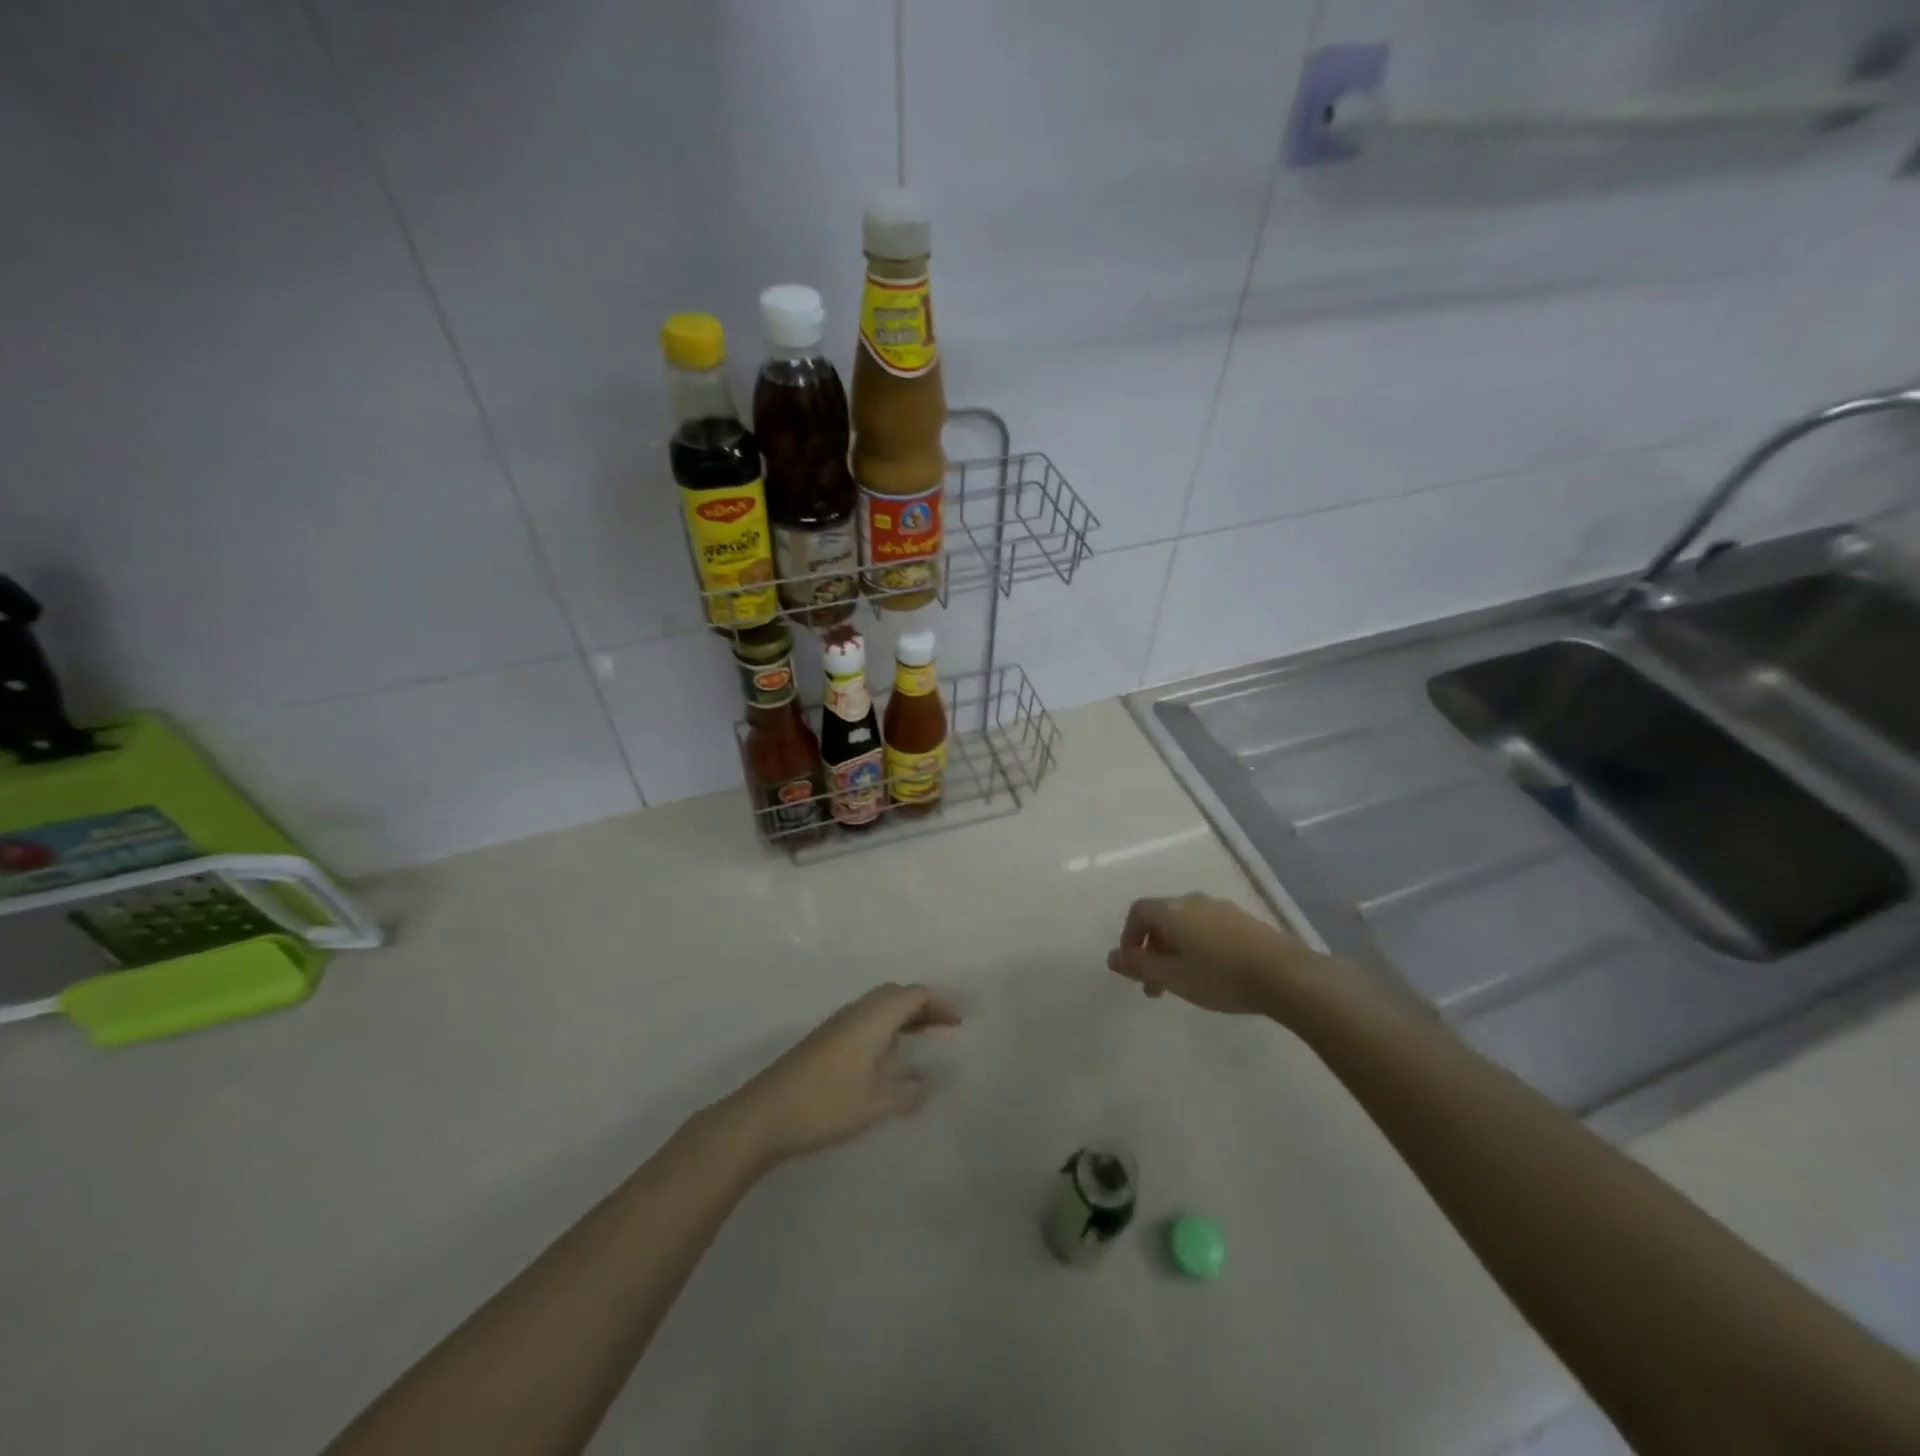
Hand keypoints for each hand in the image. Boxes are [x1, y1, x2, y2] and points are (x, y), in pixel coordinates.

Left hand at [725, 982, 961, 1166]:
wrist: (763, 1116)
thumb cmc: (825, 1104)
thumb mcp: (876, 1102)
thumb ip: (907, 1091)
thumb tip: (928, 1082)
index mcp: (872, 1018)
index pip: (913, 995)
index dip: (939, 1004)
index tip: (958, 1023)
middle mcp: (855, 1013)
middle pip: (895, 995)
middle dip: (922, 1007)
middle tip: (943, 1028)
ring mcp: (835, 1026)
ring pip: (877, 1008)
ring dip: (902, 1018)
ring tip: (921, 1041)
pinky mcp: (823, 1043)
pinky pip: (864, 1022)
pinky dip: (885, 1029)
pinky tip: (886, 1059)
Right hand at [1105, 892, 1323, 1015]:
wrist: (1285, 974)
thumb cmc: (1219, 976)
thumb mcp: (1171, 977)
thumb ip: (1138, 966)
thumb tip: (1111, 956)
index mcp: (1171, 910)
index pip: (1137, 912)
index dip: (1129, 938)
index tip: (1134, 968)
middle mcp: (1193, 901)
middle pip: (1162, 919)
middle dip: (1153, 950)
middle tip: (1156, 986)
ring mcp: (1221, 908)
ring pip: (1186, 925)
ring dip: (1176, 951)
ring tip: (1185, 984)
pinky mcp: (1244, 920)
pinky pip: (1209, 929)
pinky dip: (1200, 948)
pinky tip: (1214, 974)